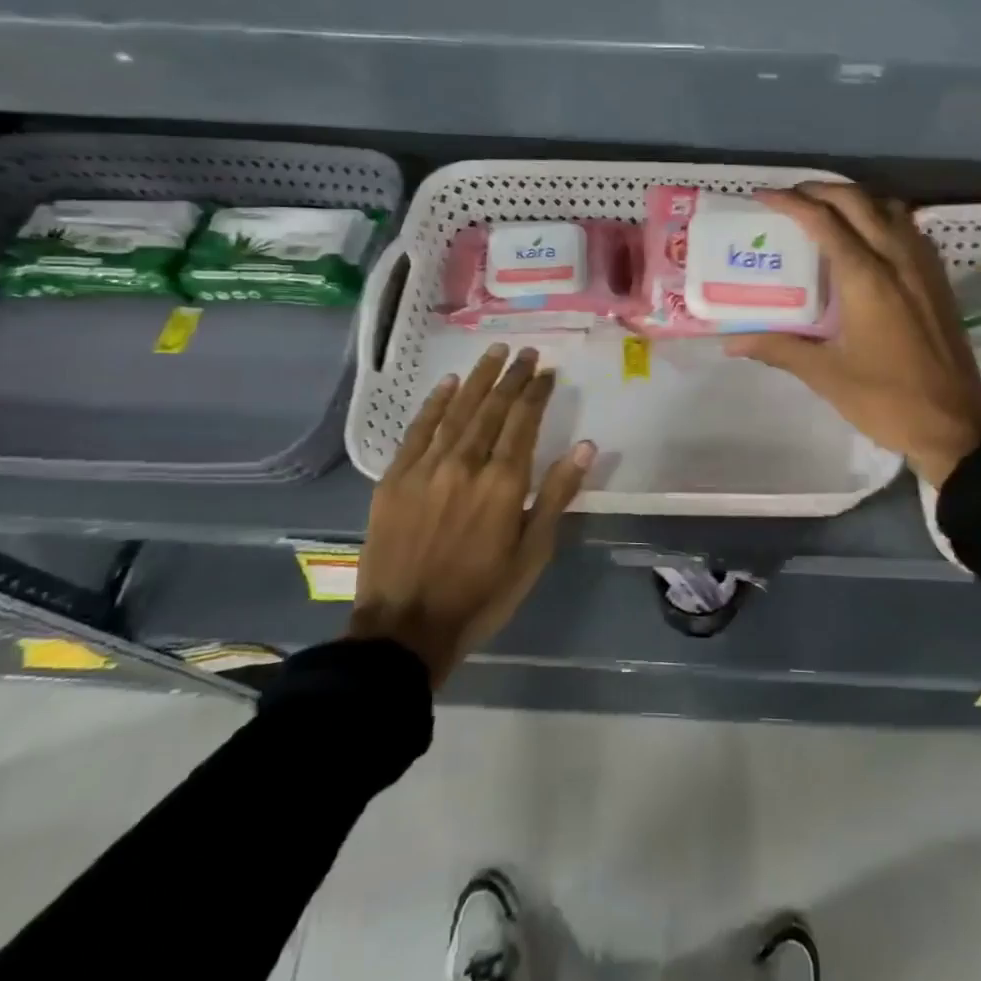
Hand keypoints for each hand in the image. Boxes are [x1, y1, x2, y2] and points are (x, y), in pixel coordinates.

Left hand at [351, 344, 593, 686]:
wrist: (405, 628)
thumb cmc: (481, 594)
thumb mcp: (532, 553)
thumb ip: (557, 495)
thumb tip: (585, 447)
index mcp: (503, 483)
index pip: (524, 421)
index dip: (536, 392)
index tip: (547, 371)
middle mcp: (466, 464)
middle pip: (492, 408)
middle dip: (511, 377)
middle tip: (525, 352)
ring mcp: (426, 468)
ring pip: (457, 411)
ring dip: (478, 379)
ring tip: (494, 353)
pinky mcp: (395, 478)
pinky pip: (418, 430)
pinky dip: (435, 404)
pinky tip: (448, 384)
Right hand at [724, 184, 980, 487]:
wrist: (955, 426)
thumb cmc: (886, 400)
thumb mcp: (825, 376)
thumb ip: (778, 348)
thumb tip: (729, 341)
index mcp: (866, 278)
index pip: (824, 221)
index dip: (790, 202)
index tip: (762, 197)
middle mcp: (897, 259)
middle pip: (858, 201)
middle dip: (820, 190)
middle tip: (790, 199)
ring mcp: (923, 267)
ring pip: (889, 207)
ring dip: (855, 199)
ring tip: (826, 211)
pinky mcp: (938, 280)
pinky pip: (908, 228)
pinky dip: (882, 217)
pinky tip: (868, 239)